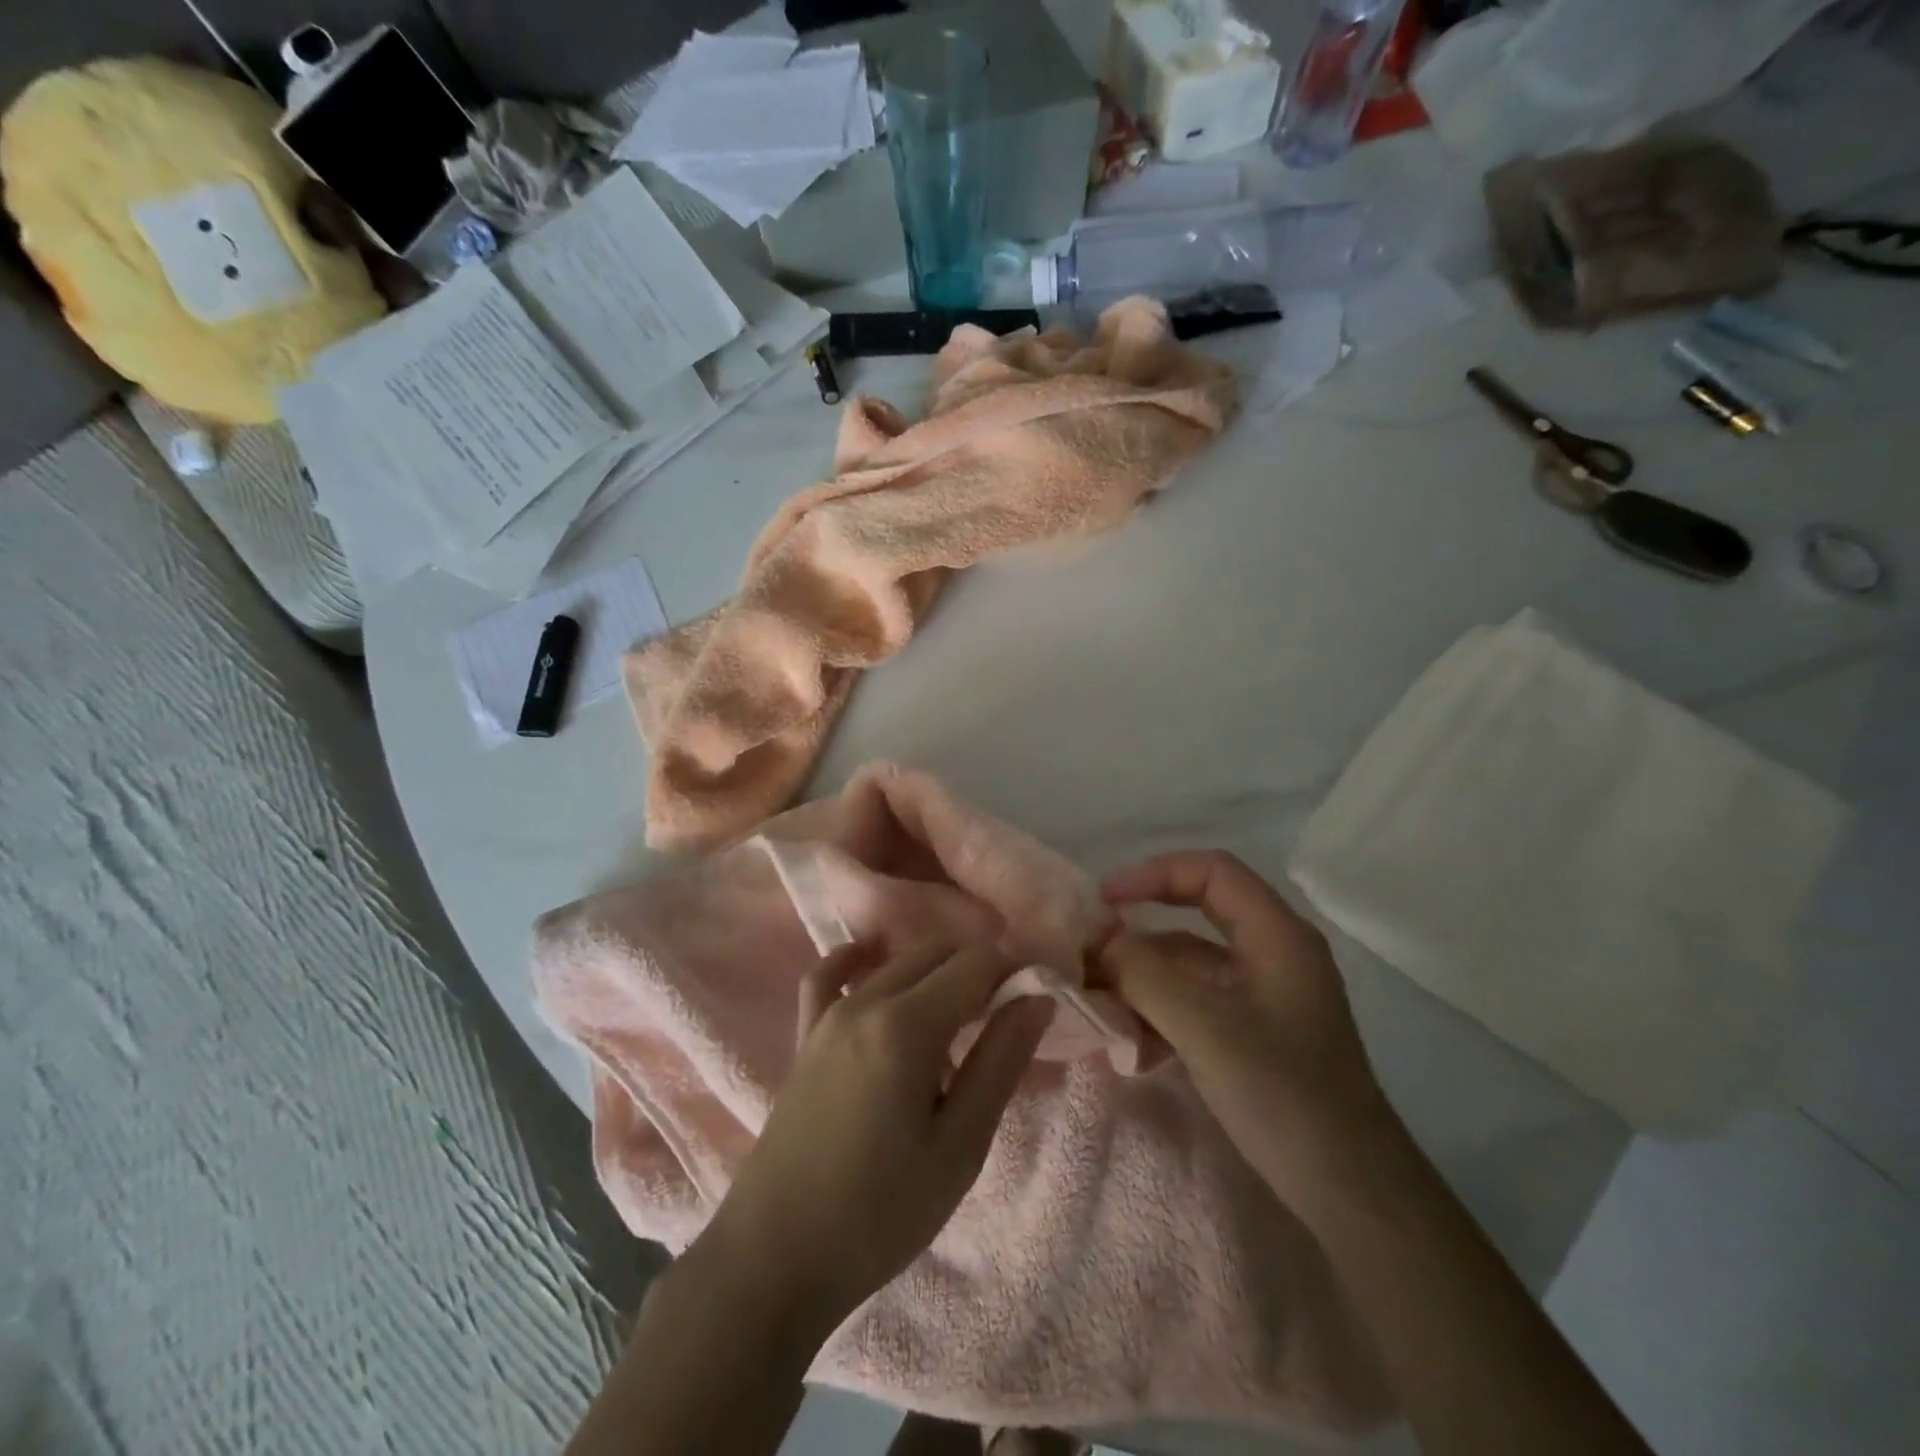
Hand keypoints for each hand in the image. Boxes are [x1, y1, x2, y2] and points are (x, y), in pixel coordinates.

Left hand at [704, 939, 1054, 1341]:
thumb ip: (1000, 1061)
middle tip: (1004, 1019)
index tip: (1036, 1002)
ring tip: (960, 1019)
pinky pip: (828, 975)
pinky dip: (858, 960)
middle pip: (937, 953)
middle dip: (979, 970)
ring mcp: (828, 1015)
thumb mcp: (960, 1146)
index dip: (1014, 972)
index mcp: (906, 1027)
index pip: (976, 964)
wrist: (776, 1259)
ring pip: (895, 961)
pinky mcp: (805, 1035)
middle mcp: (865, 1002)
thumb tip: (1036, 997)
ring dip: (936, 972)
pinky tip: (876, 963)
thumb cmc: (881, 1213)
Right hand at [1098, 851, 1393, 1198]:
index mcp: (1276, 935)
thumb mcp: (1204, 1027)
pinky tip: (1132, 1046)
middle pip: (1195, 917)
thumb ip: (1144, 974)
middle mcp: (1273, 953)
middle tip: (1091, 954)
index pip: (1211, 871)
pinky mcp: (1256, 1034)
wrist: (1351, 1194)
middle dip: (1140, 934)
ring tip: (1099, 1006)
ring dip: (1144, 980)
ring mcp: (1265, 996)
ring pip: (1191, 965)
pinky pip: (1198, 1003)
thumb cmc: (1283, 1094)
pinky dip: (1162, 1013)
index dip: (1154, 873)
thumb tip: (1099, 941)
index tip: (1105, 901)